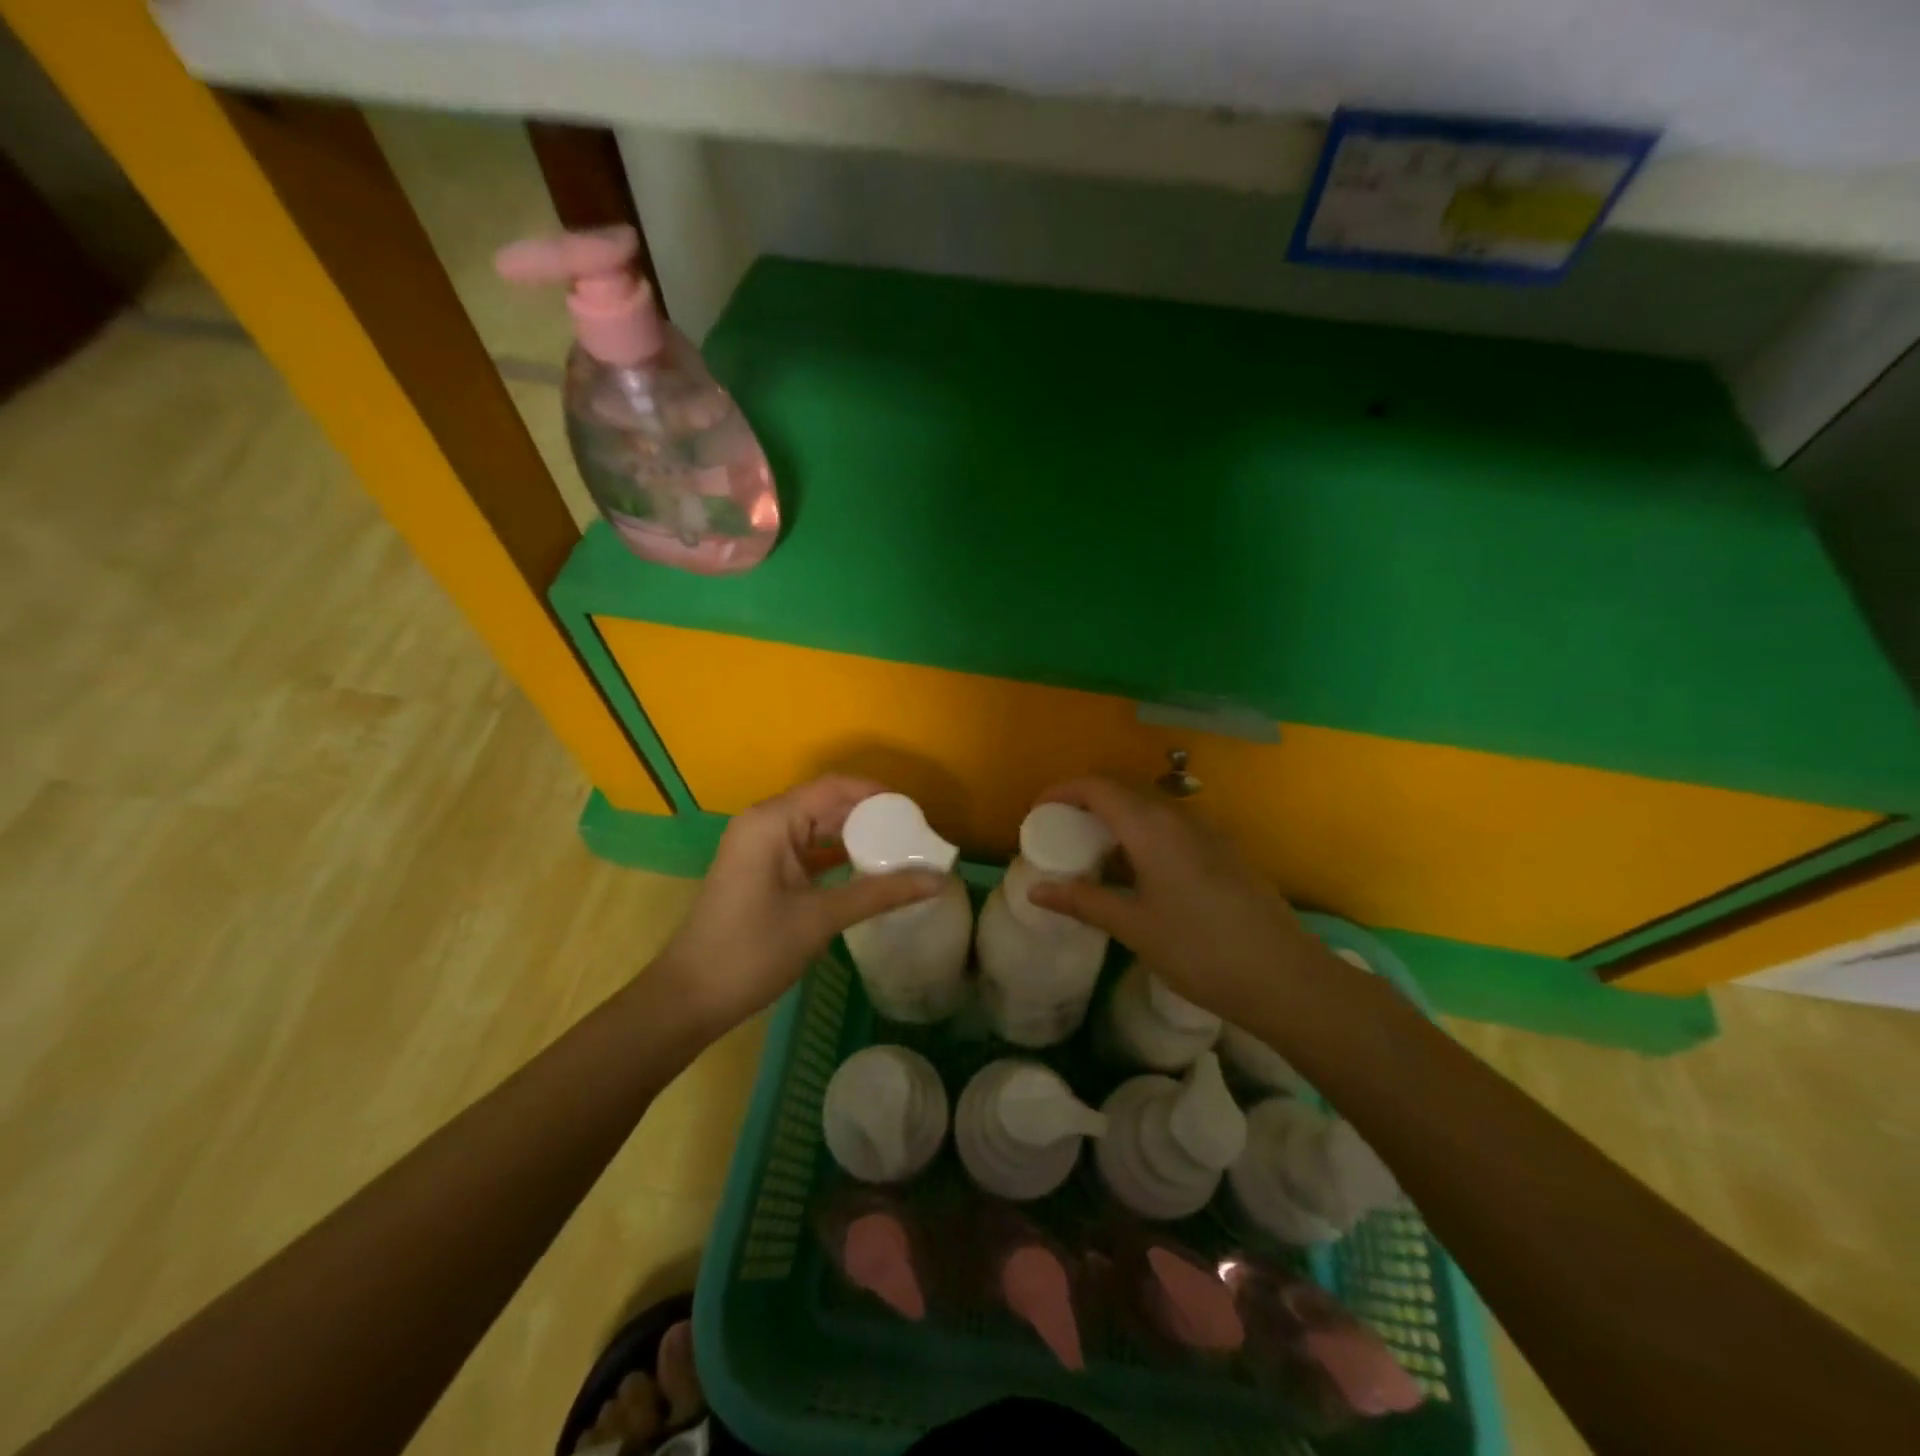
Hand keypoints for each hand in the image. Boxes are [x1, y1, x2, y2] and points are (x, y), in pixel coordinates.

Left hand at [648, 776, 943, 1031]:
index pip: (834, 787)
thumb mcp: (820, 918)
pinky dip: (836, 855)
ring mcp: (760, 847)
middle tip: (914, 834)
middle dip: (870, 815)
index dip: (877, 794)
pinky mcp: (761, 869)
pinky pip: (806, 849)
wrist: (690, 997)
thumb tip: (937, 881)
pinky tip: (867, 870)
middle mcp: (764, 823)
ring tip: (899, 850)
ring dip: (855, 835)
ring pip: (817, 826)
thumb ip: (880, 893)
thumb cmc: (752, 950)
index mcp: (773, 821)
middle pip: (826, 803)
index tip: (916, 813)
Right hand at [1026, 777, 1331, 1023]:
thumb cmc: (1200, 951)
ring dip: (1117, 823)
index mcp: (1152, 828)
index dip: (1062, 791)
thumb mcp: (1134, 927)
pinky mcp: (1225, 853)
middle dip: (1086, 806)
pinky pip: (1173, 829)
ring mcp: (1208, 834)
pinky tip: (1139, 875)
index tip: (1038, 812)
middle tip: (1060, 835)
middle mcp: (1180, 818)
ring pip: (1151, 811)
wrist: (1286, 978)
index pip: (1098, 788)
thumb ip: (1084, 901)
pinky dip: (1143, 837)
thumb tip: (1036, 891)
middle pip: (1124, 793)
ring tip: (1094, 856)